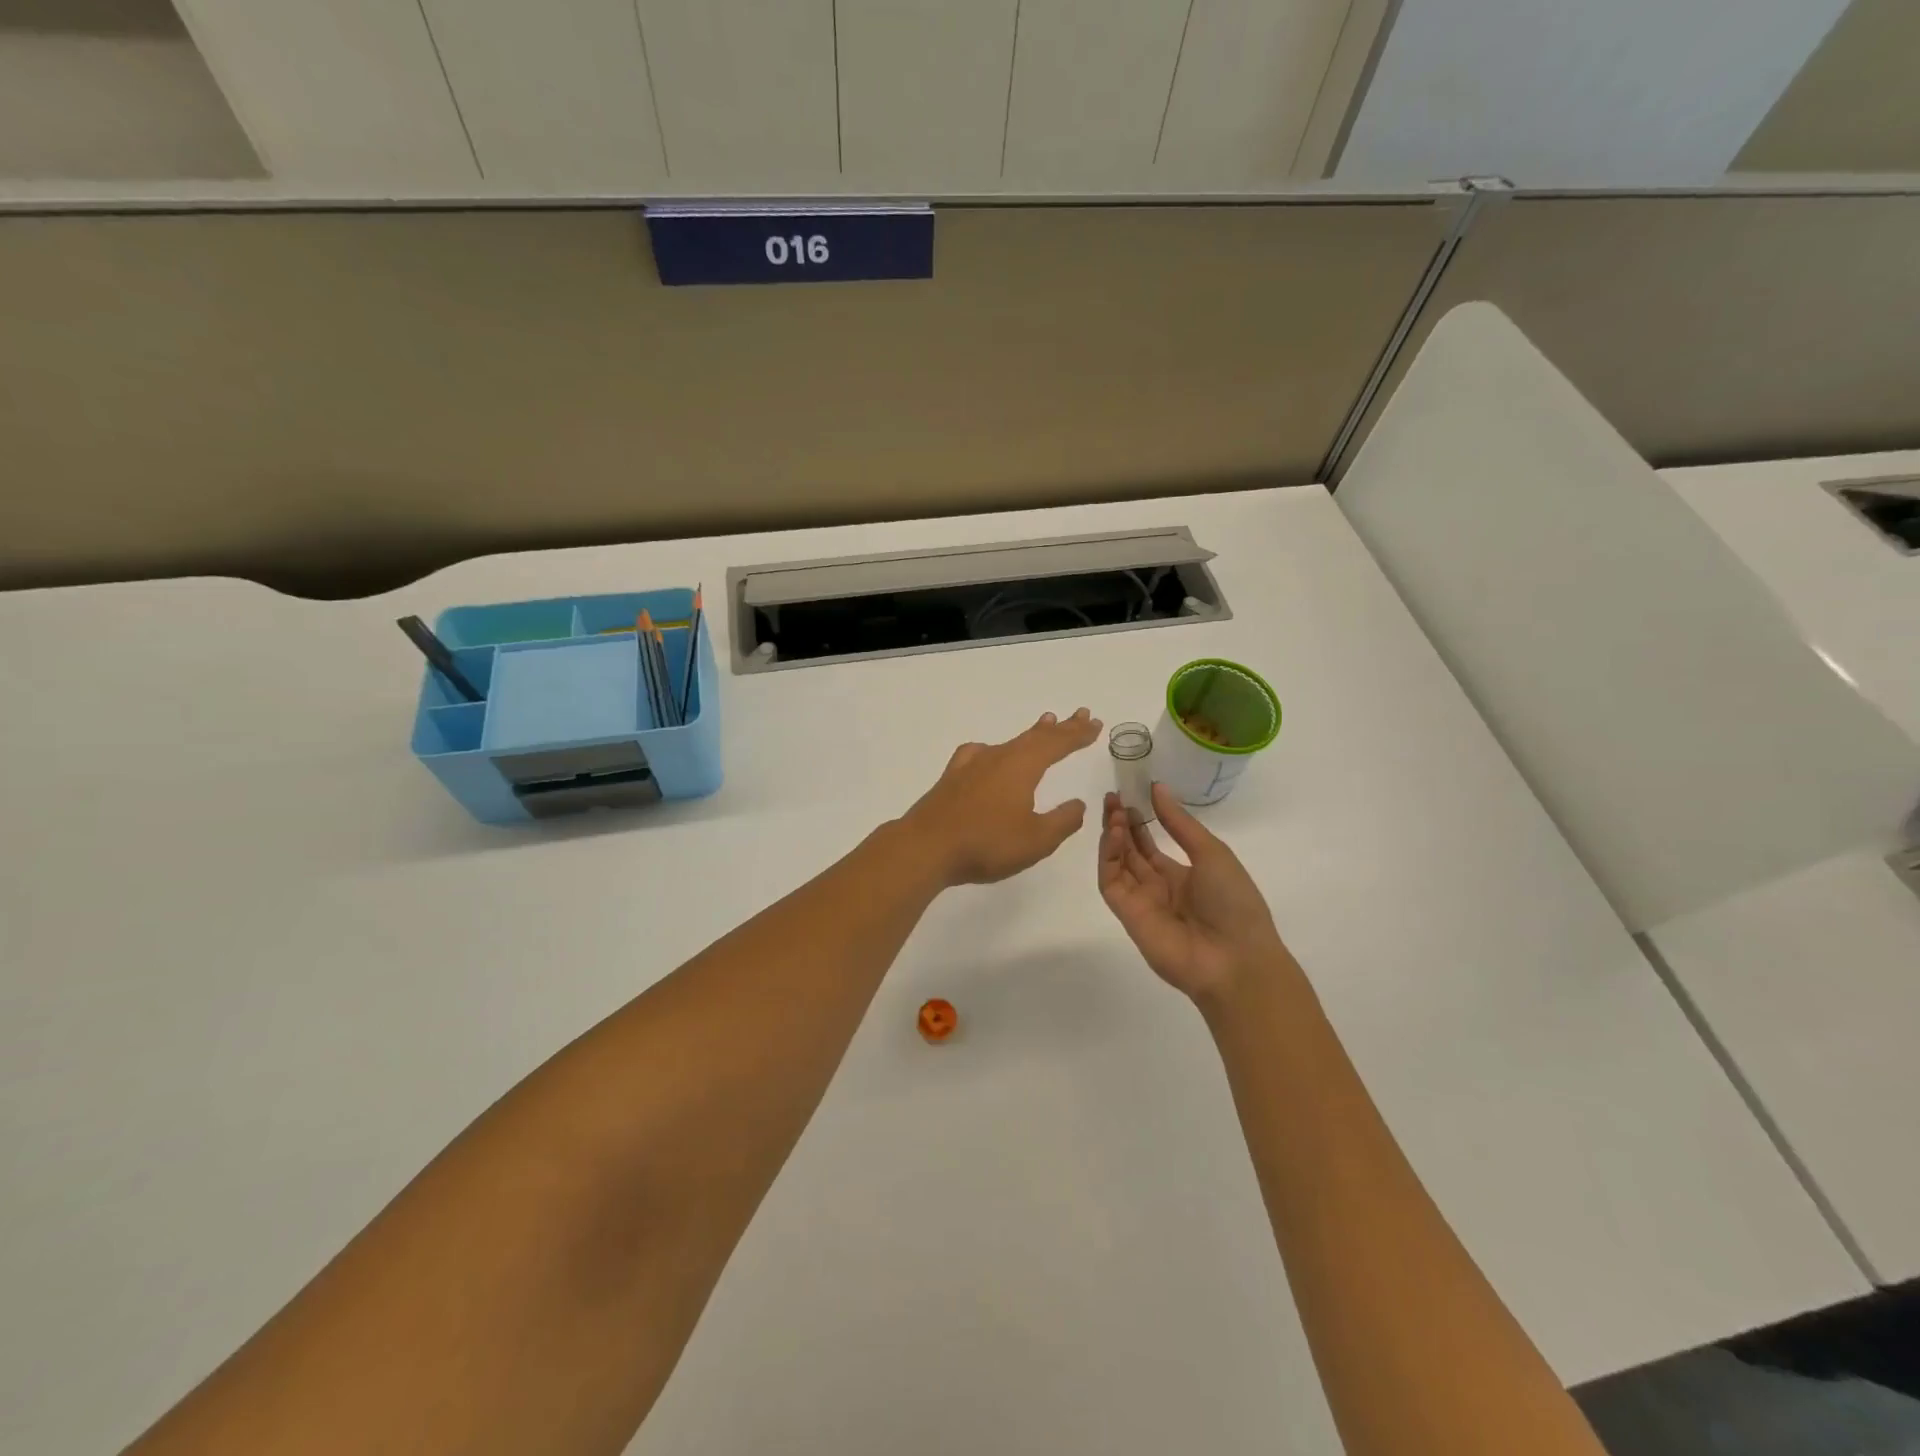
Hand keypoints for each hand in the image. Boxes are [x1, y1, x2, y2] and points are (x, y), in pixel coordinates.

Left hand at [901, 709, 1102, 886]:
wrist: (926, 847)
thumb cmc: (986, 843)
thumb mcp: (1036, 840)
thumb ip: (1062, 821)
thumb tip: (1078, 804)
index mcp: (1022, 767)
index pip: (1056, 744)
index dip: (1077, 734)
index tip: (1095, 724)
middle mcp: (998, 757)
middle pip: (1035, 737)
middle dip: (1060, 728)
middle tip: (1080, 715)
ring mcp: (972, 765)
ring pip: (1009, 742)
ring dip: (1031, 734)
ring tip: (1045, 723)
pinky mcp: (952, 778)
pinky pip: (980, 753)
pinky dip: (995, 749)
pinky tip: (988, 753)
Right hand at [1097, 782, 1291, 1002]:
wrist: (1236, 959)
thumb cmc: (1234, 902)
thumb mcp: (1212, 853)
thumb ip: (1180, 823)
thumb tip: (1157, 788)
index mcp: (1183, 876)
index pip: (1151, 845)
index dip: (1139, 821)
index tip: (1130, 795)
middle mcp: (1159, 888)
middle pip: (1131, 852)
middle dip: (1120, 824)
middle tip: (1113, 797)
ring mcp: (1141, 901)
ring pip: (1118, 864)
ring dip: (1113, 836)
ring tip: (1112, 809)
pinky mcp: (1127, 914)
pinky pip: (1111, 882)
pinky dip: (1108, 857)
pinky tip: (1114, 833)